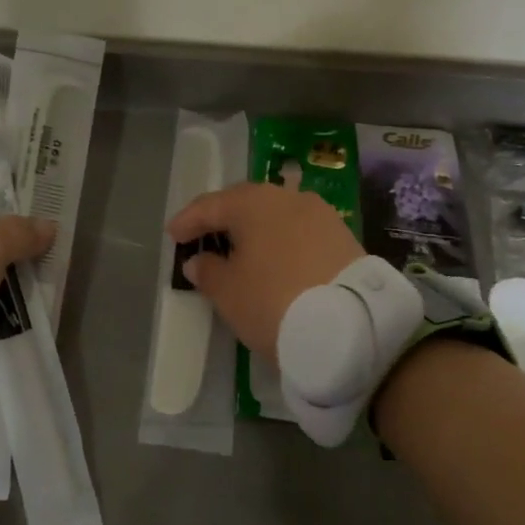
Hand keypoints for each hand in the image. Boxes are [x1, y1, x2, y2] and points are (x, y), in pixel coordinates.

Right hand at [166, 181, 363, 367]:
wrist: (351, 326)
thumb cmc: (274, 301)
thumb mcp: (228, 292)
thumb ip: (207, 271)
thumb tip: (199, 259)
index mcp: (253, 202)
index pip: (210, 205)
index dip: (188, 221)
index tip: (172, 236)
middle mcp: (287, 197)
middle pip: (245, 203)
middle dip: (222, 219)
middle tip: (204, 237)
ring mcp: (320, 214)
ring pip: (275, 216)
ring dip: (254, 230)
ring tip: (240, 251)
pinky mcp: (342, 236)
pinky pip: (299, 231)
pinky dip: (280, 241)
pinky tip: (274, 259)